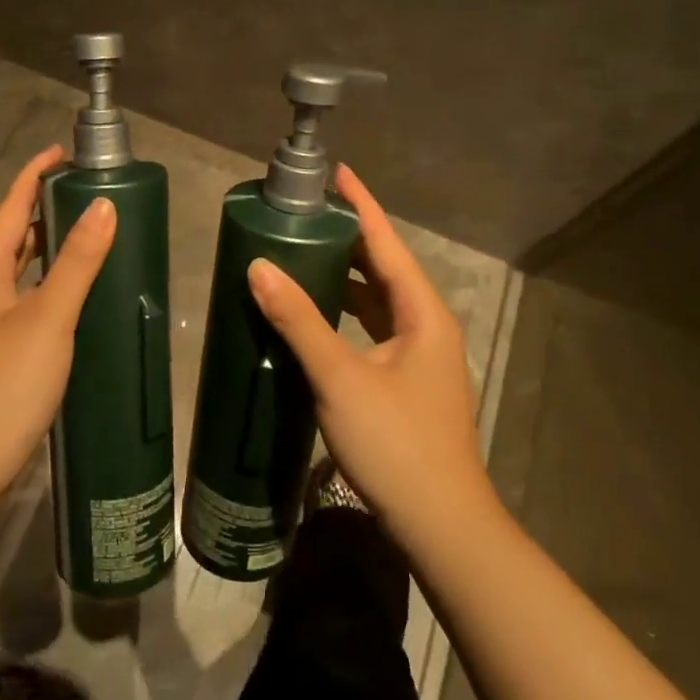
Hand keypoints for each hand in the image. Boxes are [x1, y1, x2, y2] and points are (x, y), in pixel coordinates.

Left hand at [0, 147, 116, 509]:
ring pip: (20, 269)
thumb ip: (76, 262)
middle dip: (45, 207)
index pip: (10, 207)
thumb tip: (104, 206)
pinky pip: (27, 298)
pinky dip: (51, 283)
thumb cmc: (5, 384)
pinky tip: (78, 295)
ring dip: (49, 246)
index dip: (33, 175)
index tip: (63, 151)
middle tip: (88, 190)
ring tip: (89, 232)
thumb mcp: (48, 317)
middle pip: (13, 235)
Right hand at [245, 163, 491, 545]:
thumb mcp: (340, 377)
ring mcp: (419, 357)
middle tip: (306, 214)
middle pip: (385, 268)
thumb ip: (299, 319)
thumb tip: (259, 266)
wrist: (441, 525)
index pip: (388, 243)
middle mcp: (427, 326)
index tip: (337, 173)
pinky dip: (346, 312)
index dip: (362, 206)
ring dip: (347, 276)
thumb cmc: (396, 443)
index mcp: (423, 314)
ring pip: (379, 301)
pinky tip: (317, 315)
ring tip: (305, 253)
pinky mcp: (406, 382)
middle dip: (350, 239)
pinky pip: (373, 328)